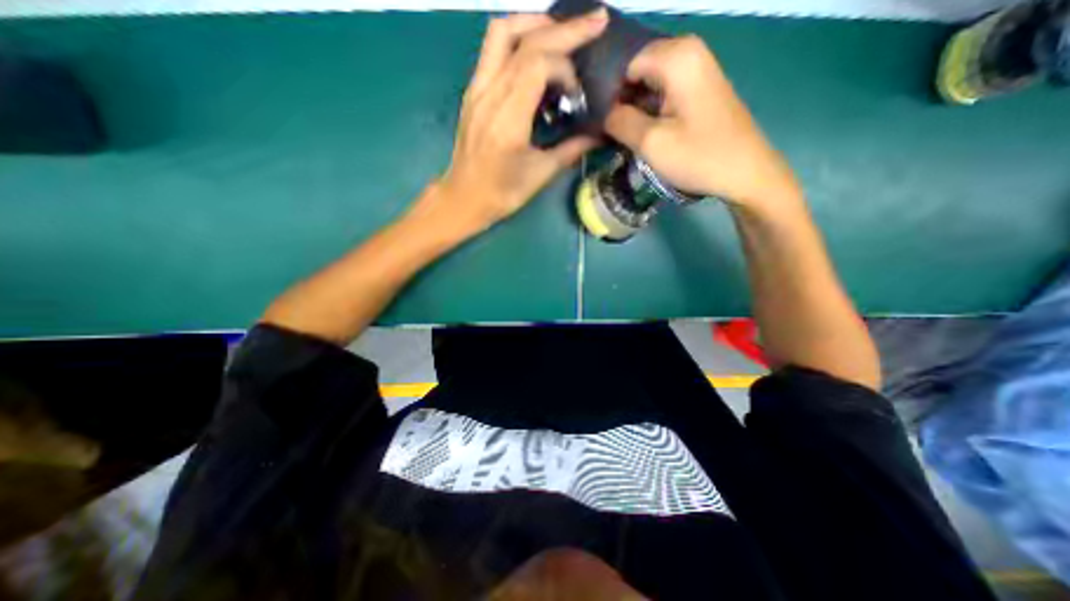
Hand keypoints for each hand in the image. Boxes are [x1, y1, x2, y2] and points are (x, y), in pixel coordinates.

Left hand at [430, 10, 605, 234]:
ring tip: (562, 33)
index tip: (577, 93)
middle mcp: (489, 94)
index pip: (537, 62)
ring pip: (502, 31)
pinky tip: (535, 52)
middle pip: (525, 38)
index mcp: (507, 118)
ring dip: (535, 23)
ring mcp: (477, 88)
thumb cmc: (502, 193)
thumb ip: (571, 149)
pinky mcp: (472, 91)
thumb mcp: (540, 174)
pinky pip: (492, 48)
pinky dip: (518, 37)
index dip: (565, 67)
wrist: (463, 197)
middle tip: (595, 22)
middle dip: (565, 27)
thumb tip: (599, 134)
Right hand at [605, 36, 797, 210]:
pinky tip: (644, 134)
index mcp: (677, 56)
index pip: (623, 65)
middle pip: (637, 72)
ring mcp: (696, 70)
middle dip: (622, 101)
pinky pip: (663, 93)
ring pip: (649, 84)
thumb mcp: (651, 142)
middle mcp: (688, 52)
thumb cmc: (699, 156)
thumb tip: (601, 113)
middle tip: (613, 133)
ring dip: (635, 110)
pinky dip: (650, 112)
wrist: (745, 172)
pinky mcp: (699, 90)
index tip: (602, 123)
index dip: (609, 93)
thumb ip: (619, 122)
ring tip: (626, 137)